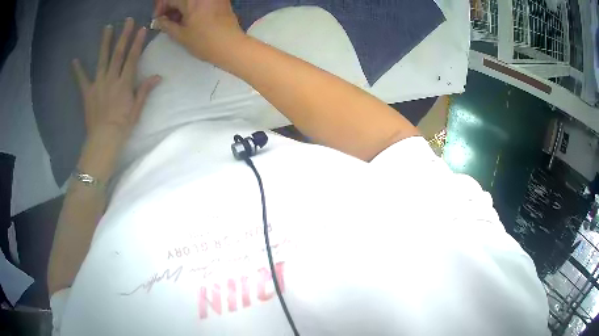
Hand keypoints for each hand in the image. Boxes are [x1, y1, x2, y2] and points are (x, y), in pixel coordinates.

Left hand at [72, 18, 160, 180]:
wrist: (103, 140)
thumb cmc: (122, 126)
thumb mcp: (137, 109)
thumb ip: (145, 90)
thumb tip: (157, 76)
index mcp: (124, 83)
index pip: (132, 58)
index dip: (137, 42)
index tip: (142, 28)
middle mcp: (111, 79)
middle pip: (118, 54)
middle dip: (123, 35)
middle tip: (127, 20)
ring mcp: (98, 84)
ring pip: (102, 59)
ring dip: (104, 43)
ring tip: (107, 28)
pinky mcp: (87, 93)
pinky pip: (82, 80)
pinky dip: (78, 70)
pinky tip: (75, 60)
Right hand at [154, 0, 244, 63]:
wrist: (231, 46)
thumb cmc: (203, 42)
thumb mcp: (180, 35)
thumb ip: (166, 25)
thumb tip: (158, 20)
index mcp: (191, 0)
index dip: (160, 8)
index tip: (158, 19)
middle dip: (171, 6)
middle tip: (166, 20)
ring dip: (181, 7)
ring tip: (177, 21)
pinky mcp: (221, 0)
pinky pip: (201, 1)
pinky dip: (193, 6)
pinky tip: (190, 18)